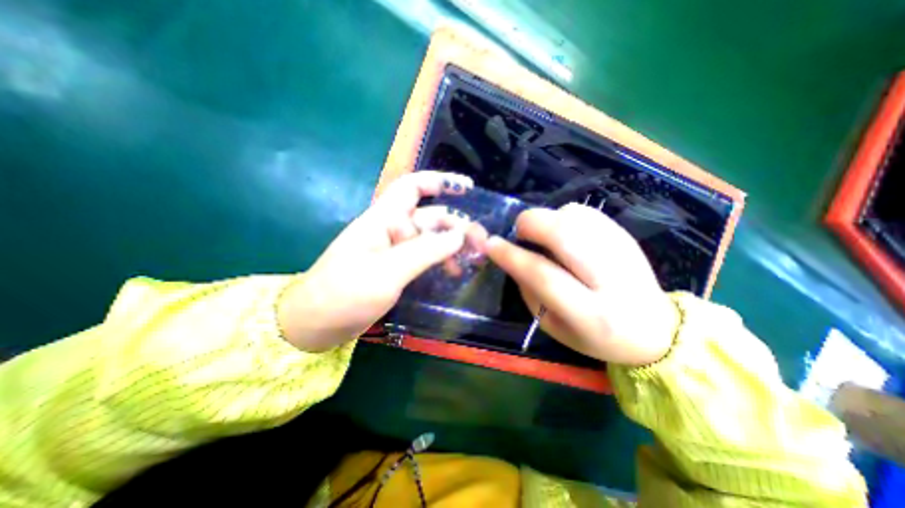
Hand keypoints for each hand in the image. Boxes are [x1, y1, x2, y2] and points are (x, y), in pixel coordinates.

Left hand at [276, 172, 473, 350]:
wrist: (315, 325)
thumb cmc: (346, 293)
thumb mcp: (389, 271)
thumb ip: (426, 251)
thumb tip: (460, 235)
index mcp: (383, 219)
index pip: (412, 187)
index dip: (439, 181)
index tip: (467, 188)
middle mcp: (390, 230)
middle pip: (428, 217)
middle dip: (455, 224)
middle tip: (480, 243)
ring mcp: (392, 250)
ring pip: (428, 239)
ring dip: (450, 246)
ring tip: (471, 260)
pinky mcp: (394, 268)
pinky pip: (422, 258)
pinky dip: (438, 261)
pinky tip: (452, 272)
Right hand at [488, 202, 678, 364]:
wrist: (653, 328)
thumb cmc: (594, 335)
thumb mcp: (553, 326)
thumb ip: (529, 292)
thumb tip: (512, 258)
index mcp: (591, 314)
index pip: (544, 276)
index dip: (512, 256)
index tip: (492, 244)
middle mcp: (611, 279)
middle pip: (565, 235)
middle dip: (531, 225)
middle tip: (519, 233)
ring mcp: (623, 251)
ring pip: (574, 216)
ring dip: (547, 220)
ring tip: (542, 238)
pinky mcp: (626, 236)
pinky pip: (585, 212)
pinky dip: (564, 216)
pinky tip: (563, 234)